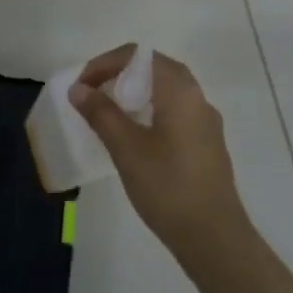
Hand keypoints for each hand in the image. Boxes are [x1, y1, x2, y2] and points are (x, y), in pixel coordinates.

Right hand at [68, 45, 252, 257]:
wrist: (214, 237)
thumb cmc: (167, 186)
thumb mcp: (126, 148)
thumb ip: (101, 113)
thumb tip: (78, 88)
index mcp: (180, 90)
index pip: (139, 55)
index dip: (105, 63)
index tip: (81, 86)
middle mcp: (197, 97)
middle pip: (154, 69)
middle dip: (119, 76)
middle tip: (92, 97)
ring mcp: (205, 122)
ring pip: (165, 92)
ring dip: (133, 95)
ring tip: (107, 116)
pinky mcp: (206, 144)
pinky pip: (174, 113)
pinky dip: (149, 112)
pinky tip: (133, 140)